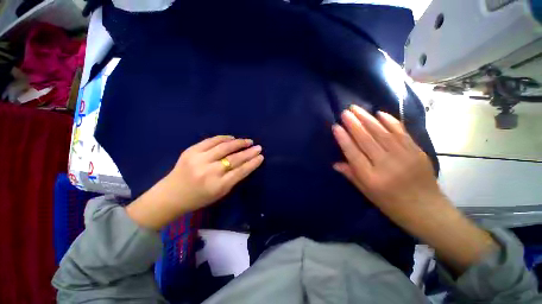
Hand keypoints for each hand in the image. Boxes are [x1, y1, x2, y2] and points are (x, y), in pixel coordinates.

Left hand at [126, 135, 263, 229]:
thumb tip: (243, 165)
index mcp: (217, 186)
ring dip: (237, 143)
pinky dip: (222, 138)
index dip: (252, 163)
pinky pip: (210, 141)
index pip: (240, 172)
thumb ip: (230, 181)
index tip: (260, 157)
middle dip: (248, 152)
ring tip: (247, 141)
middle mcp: (209, 171)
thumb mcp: (217, 195)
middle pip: (234, 158)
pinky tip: (231, 138)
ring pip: (223, 147)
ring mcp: (199, 159)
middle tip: (258, 147)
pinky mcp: (191, 151)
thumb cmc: (196, 199)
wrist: (173, 194)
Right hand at [332, 106, 497, 272]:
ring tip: (356, 108)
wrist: (425, 207)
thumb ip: (355, 178)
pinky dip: (389, 121)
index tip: (336, 127)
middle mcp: (386, 165)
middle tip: (345, 111)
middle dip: (354, 124)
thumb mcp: (372, 197)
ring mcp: (402, 155)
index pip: (354, 155)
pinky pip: (400, 131)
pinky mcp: (415, 149)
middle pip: (367, 140)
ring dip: (368, 118)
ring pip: (381, 132)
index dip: (344, 140)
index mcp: (373, 181)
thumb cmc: (396, 207)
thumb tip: (337, 163)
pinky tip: (380, 113)